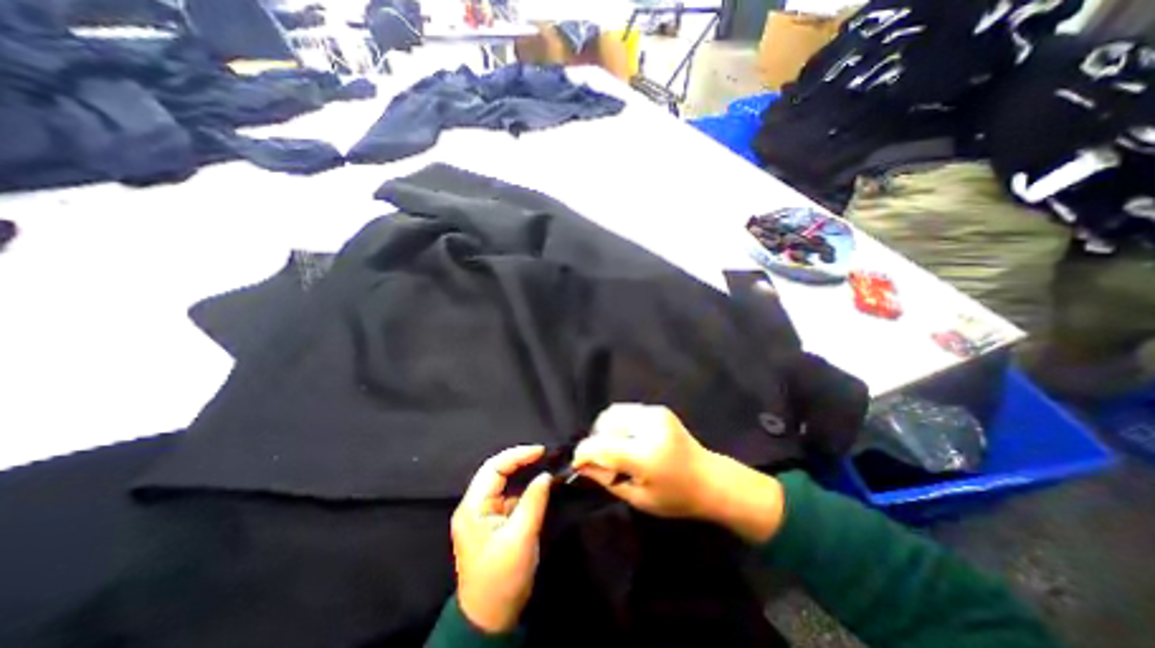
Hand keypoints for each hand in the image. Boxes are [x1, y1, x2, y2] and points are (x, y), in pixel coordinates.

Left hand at [453, 444, 552, 633]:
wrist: (489, 619)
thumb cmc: (502, 578)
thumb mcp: (521, 538)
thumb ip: (534, 501)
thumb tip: (546, 475)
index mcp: (472, 507)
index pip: (493, 468)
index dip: (518, 455)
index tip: (541, 451)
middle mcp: (474, 506)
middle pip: (496, 472)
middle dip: (520, 461)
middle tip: (544, 456)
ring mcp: (482, 515)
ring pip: (503, 483)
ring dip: (522, 474)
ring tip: (544, 466)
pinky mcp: (492, 523)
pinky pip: (508, 497)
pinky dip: (523, 489)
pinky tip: (537, 488)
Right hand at [576, 406, 789, 540]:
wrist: (709, 478)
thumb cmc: (676, 497)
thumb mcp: (638, 498)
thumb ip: (606, 479)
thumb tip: (580, 465)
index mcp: (645, 456)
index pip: (601, 446)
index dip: (583, 453)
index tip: (577, 463)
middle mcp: (649, 428)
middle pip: (604, 425)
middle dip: (596, 442)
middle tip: (603, 460)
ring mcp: (655, 414)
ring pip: (612, 413)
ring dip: (606, 431)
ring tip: (616, 448)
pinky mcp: (658, 409)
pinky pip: (626, 411)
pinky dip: (619, 424)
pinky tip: (629, 439)